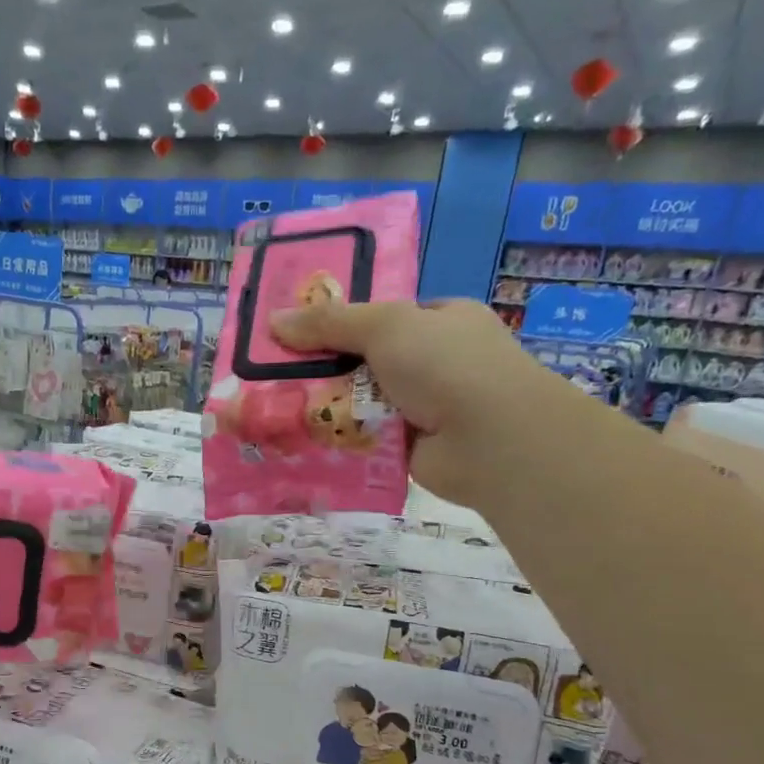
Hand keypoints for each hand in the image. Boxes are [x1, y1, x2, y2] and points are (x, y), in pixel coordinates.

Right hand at [271, 297, 567, 504]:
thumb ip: (330, 322)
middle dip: (327, 367)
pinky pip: (366, 437)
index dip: (342, 322)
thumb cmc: (446, 365)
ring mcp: (426, 406)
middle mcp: (438, 361)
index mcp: (443, 321)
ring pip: (363, 401)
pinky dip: (342, 439)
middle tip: (276, 373)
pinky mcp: (412, 447)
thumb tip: (274, 320)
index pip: (386, 317)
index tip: (297, 333)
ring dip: (329, 406)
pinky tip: (304, 439)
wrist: (490, 440)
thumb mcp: (386, 326)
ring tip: (278, 408)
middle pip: (368, 360)